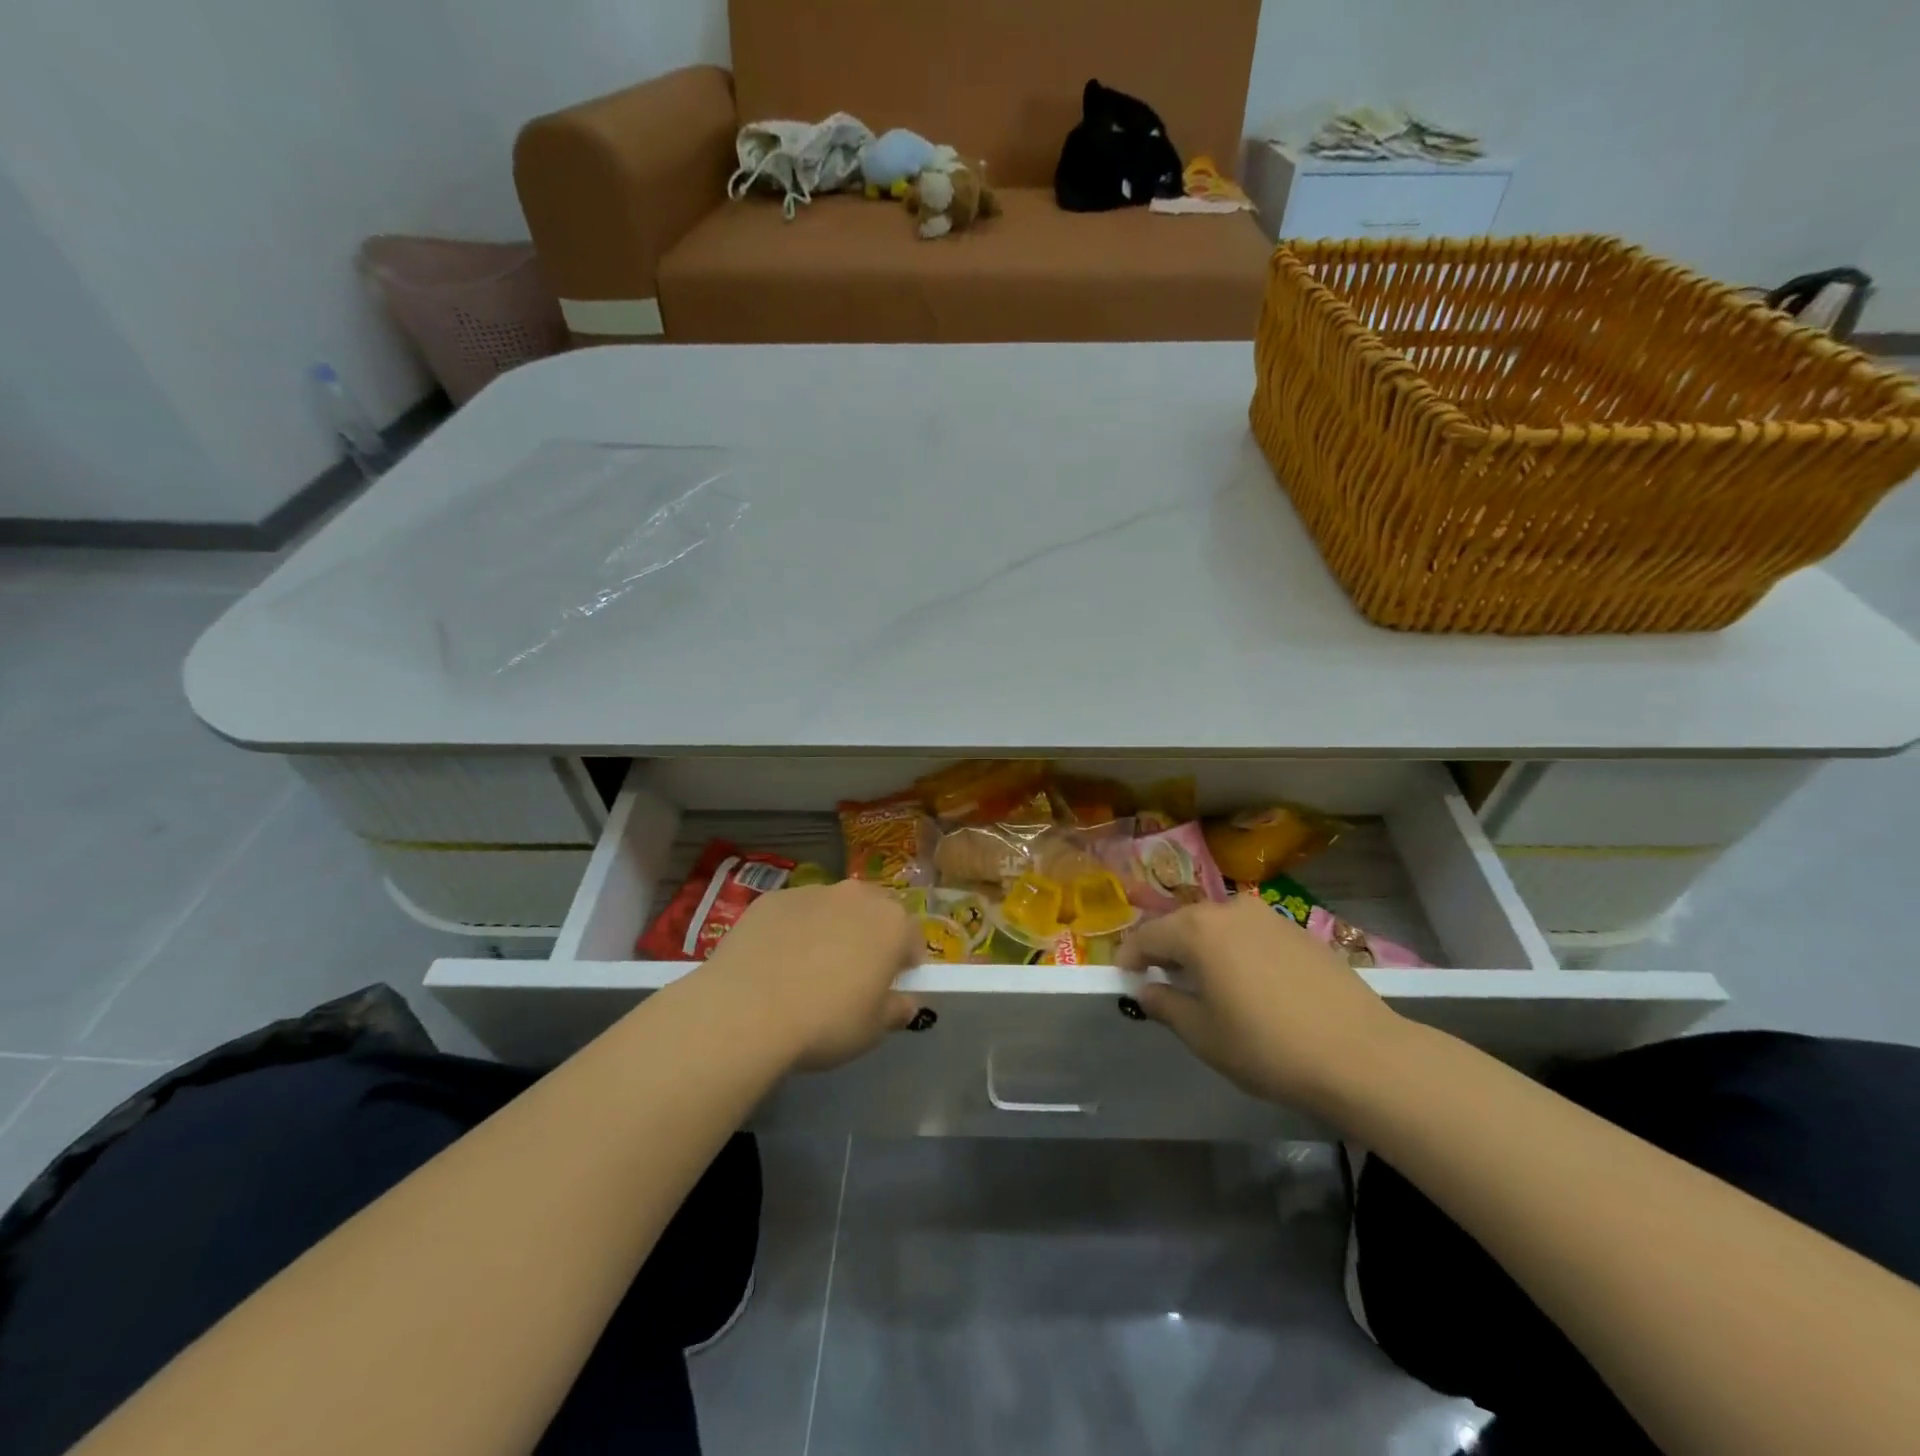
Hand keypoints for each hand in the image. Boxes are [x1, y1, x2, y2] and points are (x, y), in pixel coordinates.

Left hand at [697, 880, 923, 1071]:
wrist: (747, 1010)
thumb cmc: (825, 1022)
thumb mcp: (872, 1030)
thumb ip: (896, 1011)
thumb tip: (905, 1003)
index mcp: (892, 924)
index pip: (913, 937)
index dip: (905, 962)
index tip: (891, 986)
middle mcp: (857, 896)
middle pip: (875, 911)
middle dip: (870, 935)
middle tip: (853, 973)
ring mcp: (812, 891)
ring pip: (833, 907)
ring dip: (831, 929)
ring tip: (807, 968)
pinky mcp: (773, 897)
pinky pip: (794, 912)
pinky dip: (792, 930)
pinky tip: (774, 963)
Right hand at [1117, 894, 1403, 1109]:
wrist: (1361, 1055)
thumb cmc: (1267, 1047)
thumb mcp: (1203, 1034)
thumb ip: (1165, 1005)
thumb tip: (1146, 990)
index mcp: (1197, 930)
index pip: (1147, 936)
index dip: (1130, 957)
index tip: (1123, 977)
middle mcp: (1228, 909)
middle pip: (1182, 925)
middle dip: (1166, 950)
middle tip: (1161, 981)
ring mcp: (1267, 916)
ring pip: (1217, 927)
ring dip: (1202, 949)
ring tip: (1205, 983)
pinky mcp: (1297, 930)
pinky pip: (1249, 934)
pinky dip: (1235, 951)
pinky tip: (1248, 984)